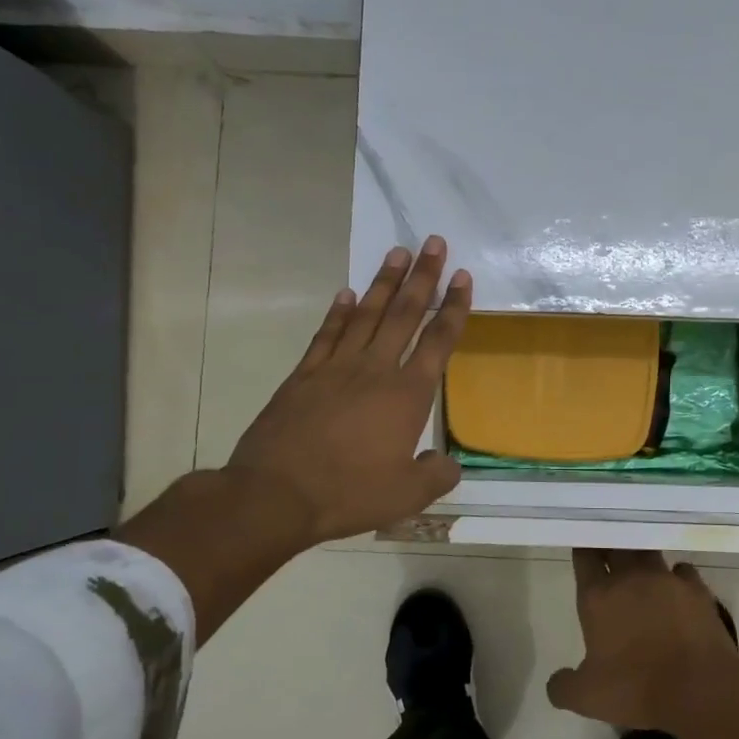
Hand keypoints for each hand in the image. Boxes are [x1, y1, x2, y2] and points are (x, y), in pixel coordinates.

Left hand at [227, 237, 471, 544]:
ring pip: (367, 314)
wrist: (275, 494)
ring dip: (384, 282)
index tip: (462, 277)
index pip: (438, 341)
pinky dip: (339, 312)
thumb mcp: (406, 496)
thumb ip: (436, 475)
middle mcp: (375, 369)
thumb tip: (448, 463)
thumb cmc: (348, 493)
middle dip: (423, 277)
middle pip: (405, 314)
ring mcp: (336, 367)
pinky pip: (327, 334)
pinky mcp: (304, 375)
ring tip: (397, 252)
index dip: (454, 308)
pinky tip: (347, 293)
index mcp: (407, 395)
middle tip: (433, 242)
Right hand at [546, 550, 738, 732]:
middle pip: (617, 545)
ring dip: (642, 557)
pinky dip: (676, 576)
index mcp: (598, 595)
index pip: (585, 556)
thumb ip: (564, 686)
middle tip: (608, 551)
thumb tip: (555, 682)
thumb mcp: (587, 698)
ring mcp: (666, 578)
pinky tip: (676, 587)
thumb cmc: (637, 689)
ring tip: (640, 566)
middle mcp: (630, 577)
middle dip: (610, 544)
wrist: (699, 690)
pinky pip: (682, 571)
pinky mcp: (697, 589)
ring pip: (649, 552)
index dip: (583, 549)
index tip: (584, 547)